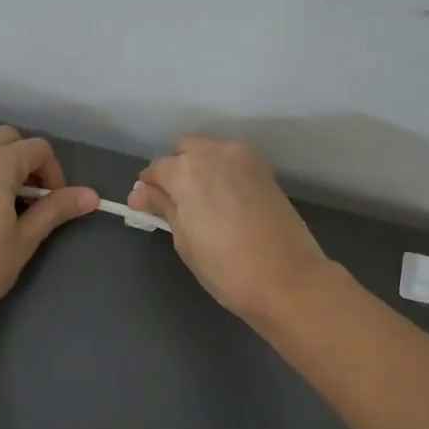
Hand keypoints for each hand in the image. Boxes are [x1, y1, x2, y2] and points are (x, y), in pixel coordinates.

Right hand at [128, 136, 329, 322]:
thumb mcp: (184, 239)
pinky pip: (233, 162)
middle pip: (184, 150)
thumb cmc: (225, 267)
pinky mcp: (266, 171)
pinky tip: (225, 203)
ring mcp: (245, 159)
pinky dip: (223, 174)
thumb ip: (163, 207)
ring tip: (202, 204)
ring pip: (211, 152)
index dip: (148, 189)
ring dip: (200, 169)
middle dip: (175, 170)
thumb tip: (140, 193)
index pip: (156, 168)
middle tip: (175, 205)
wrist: (288, 279)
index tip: (146, 209)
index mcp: (187, 170)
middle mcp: (215, 153)